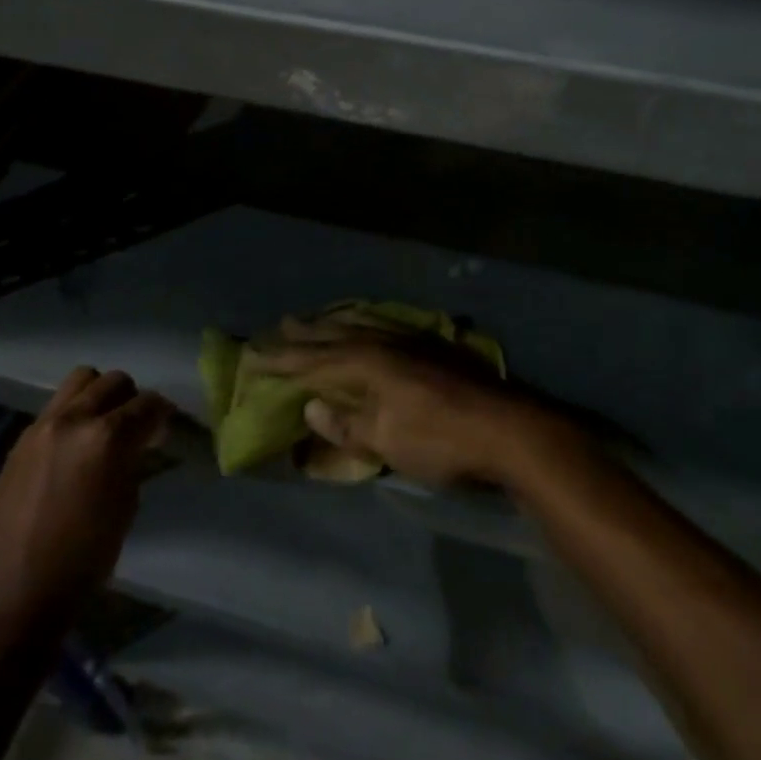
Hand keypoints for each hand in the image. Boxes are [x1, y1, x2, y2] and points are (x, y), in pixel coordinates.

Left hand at [0, 369, 172, 634]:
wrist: (5, 599)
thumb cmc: (78, 563)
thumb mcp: (124, 509)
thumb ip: (134, 463)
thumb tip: (140, 444)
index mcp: (108, 438)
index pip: (149, 404)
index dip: (163, 415)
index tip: (165, 430)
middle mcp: (75, 419)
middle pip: (115, 381)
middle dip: (132, 400)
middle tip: (136, 428)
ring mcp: (43, 426)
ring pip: (82, 380)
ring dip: (100, 395)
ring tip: (103, 426)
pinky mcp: (20, 441)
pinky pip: (56, 407)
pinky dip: (74, 413)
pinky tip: (74, 446)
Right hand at [256, 320, 565, 487]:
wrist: (505, 427)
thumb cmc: (439, 439)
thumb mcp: (387, 441)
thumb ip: (347, 424)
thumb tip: (311, 408)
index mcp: (369, 363)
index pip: (316, 360)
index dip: (284, 360)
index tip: (254, 357)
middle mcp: (387, 343)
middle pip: (339, 334)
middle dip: (308, 333)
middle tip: (280, 324)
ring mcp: (412, 341)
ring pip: (364, 324)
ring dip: (337, 322)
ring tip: (318, 318)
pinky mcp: (433, 347)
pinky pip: (386, 327)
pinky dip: (367, 324)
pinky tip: (370, 326)